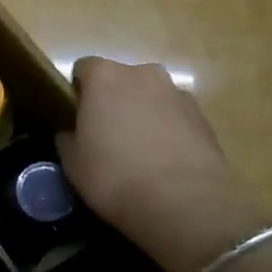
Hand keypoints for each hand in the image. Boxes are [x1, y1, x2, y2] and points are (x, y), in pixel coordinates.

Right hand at [58, 58, 266, 271]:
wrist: (182, 202)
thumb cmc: (114, 176)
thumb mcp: (72, 162)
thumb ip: (68, 138)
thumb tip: (71, 133)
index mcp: (104, 77)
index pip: (83, 69)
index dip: (78, 93)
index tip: (78, 119)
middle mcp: (143, 73)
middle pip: (121, 80)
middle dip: (113, 101)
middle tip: (107, 136)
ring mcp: (177, 93)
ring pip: (151, 97)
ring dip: (143, 113)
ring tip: (140, 153)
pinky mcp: (203, 117)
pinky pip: (175, 116)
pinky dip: (168, 130)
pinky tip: (164, 162)